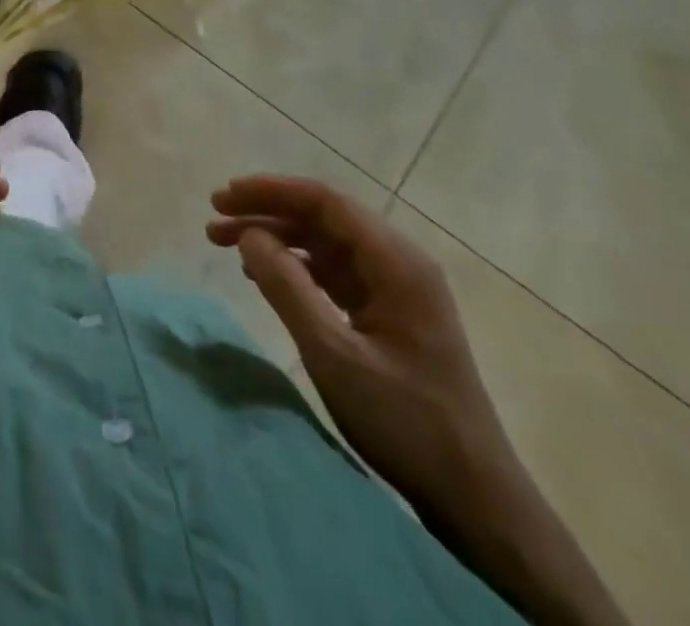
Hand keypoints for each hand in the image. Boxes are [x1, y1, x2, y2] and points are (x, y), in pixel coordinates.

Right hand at [207, 177, 515, 516]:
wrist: (475, 499)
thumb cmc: (406, 422)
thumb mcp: (334, 354)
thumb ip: (287, 287)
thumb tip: (248, 235)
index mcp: (396, 262)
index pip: (325, 201)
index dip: (270, 191)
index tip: (224, 197)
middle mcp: (398, 263)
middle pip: (322, 217)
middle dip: (266, 212)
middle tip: (214, 219)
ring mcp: (395, 289)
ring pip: (323, 243)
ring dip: (275, 238)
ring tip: (225, 244)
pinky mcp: (388, 314)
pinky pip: (332, 272)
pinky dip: (294, 266)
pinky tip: (262, 276)